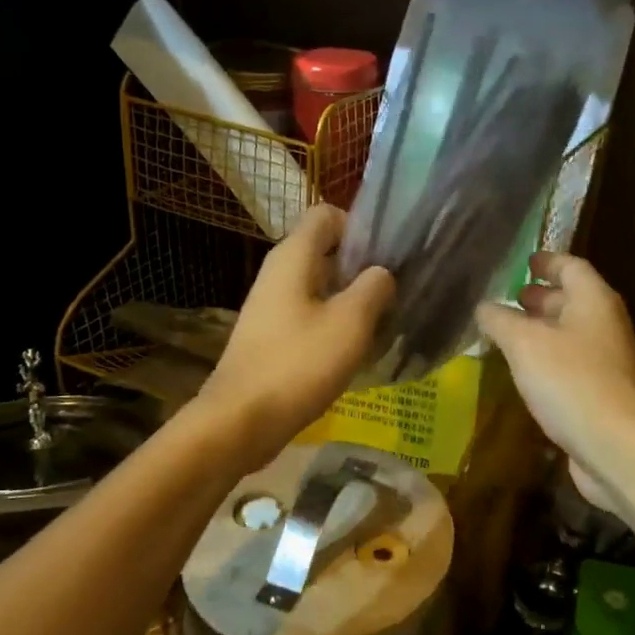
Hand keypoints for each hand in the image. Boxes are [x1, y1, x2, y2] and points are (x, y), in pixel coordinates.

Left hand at [201, 204, 394, 469]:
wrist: (241, 420)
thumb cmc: (298, 364)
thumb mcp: (350, 322)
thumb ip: (374, 288)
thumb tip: (382, 274)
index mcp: (293, 257)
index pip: (327, 214)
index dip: (359, 227)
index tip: (386, 257)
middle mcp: (278, 273)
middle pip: (326, 251)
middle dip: (361, 267)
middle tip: (393, 293)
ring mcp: (271, 306)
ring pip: (320, 286)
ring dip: (351, 299)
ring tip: (381, 323)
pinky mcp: (271, 335)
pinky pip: (309, 315)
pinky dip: (334, 324)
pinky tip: (354, 350)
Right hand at [476, 252, 634, 511]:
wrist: (615, 445)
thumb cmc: (570, 380)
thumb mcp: (524, 344)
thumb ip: (500, 320)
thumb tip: (483, 306)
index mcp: (594, 300)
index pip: (571, 266)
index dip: (547, 261)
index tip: (523, 261)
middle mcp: (605, 324)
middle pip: (572, 300)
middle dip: (540, 297)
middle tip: (508, 299)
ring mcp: (607, 361)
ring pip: (570, 334)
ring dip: (541, 330)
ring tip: (507, 334)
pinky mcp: (601, 393)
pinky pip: (570, 364)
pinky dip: (547, 359)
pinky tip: (523, 371)